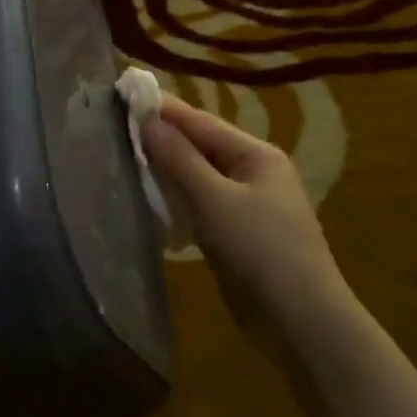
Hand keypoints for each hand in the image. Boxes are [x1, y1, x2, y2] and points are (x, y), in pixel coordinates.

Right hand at [141, 98, 351, 353]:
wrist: (301, 321)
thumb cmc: (260, 250)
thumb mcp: (214, 200)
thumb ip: (179, 158)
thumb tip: (146, 120)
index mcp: (256, 155)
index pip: (201, 122)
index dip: (163, 110)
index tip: (124, 95)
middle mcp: (254, 173)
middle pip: (200, 147)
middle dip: (162, 139)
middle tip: (115, 129)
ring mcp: (248, 205)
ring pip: (199, 177)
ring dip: (167, 171)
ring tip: (125, 160)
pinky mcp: (238, 234)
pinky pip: (201, 205)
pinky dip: (177, 200)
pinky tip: (152, 201)